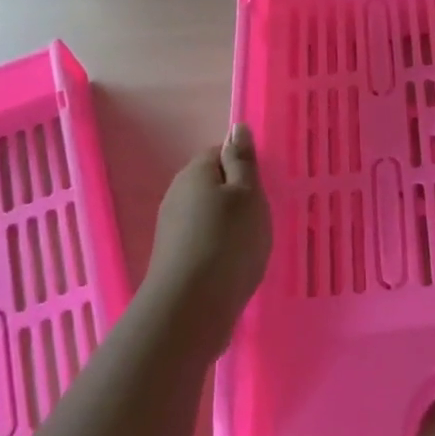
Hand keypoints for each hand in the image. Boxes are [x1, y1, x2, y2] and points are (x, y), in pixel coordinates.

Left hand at [143, 125, 272, 349]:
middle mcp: (177, 194)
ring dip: (229, 224)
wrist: (191, 308)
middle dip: (237, 197)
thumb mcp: (248, 194)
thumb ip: (242, 160)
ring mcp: (172, 227)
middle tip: (261, 216)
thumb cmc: (228, 241)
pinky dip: (219, 248)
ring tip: (251, 244)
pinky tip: (233, 265)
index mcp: (195, 171)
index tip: (262, 187)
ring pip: (208, 214)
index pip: (220, 153)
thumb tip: (236, 127)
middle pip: (213, 184)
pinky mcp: (173, 258)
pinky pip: (202, 240)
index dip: (244, 167)